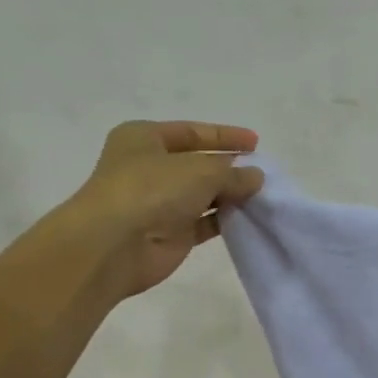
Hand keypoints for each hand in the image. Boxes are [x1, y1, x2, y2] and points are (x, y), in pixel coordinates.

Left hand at [69, 120, 263, 298]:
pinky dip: (225, 219)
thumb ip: (233, 172)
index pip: (192, 132)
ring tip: (262, 196)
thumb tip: (255, 177)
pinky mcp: (170, 234)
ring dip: (230, 195)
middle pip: (198, 164)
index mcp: (144, 138)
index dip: (225, 136)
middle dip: (229, 167)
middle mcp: (149, 168)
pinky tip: (249, 217)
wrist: (115, 245)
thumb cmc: (152, 190)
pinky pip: (204, 222)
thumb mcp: (201, 170)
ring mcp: (159, 203)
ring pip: (202, 194)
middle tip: (263, 172)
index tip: (256, 143)